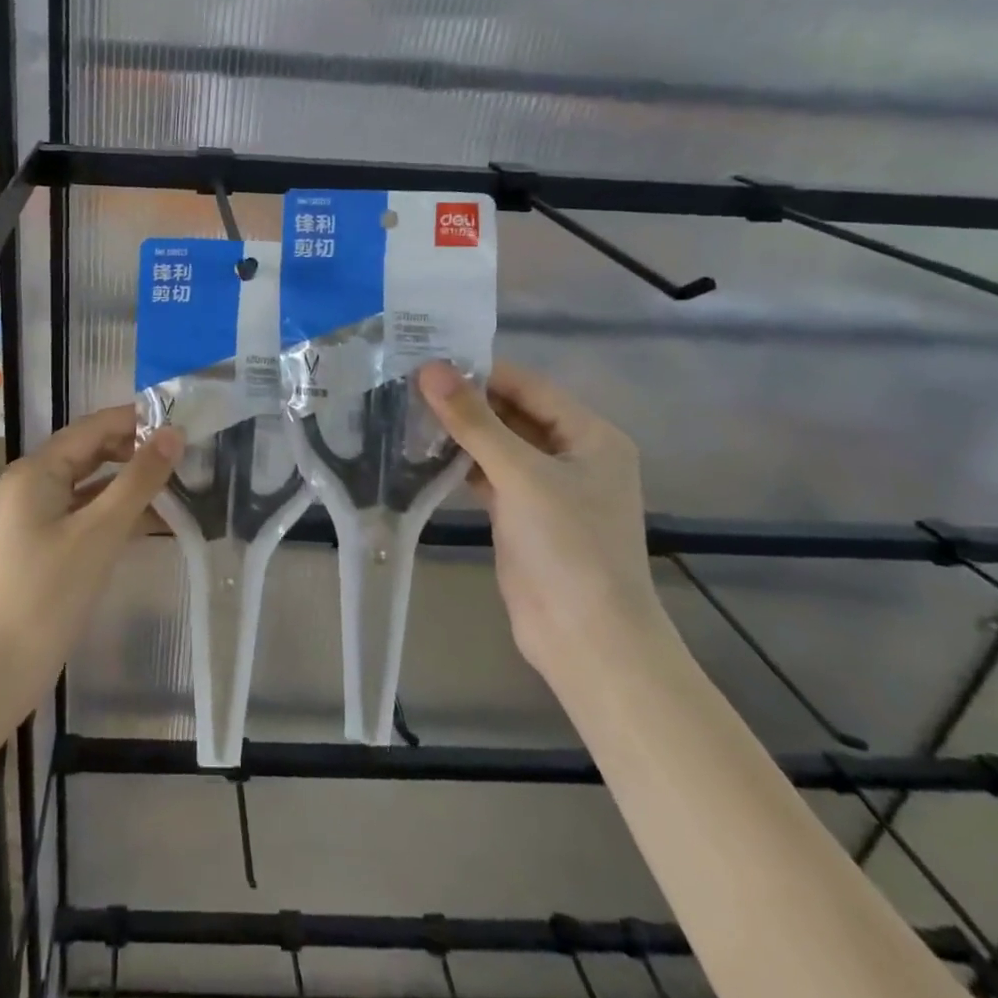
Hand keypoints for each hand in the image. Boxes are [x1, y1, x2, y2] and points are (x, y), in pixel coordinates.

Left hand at [0, 406, 181, 674]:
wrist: (4, 665)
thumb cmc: (50, 590)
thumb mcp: (101, 530)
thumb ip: (139, 479)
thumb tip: (174, 434)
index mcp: (38, 469)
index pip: (94, 427)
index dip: (136, 420)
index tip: (181, 421)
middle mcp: (35, 482)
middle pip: (93, 451)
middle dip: (136, 450)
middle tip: (185, 453)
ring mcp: (39, 514)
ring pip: (93, 483)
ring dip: (131, 482)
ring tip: (179, 481)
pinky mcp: (48, 542)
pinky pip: (89, 512)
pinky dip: (119, 512)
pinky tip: (156, 519)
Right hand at [416, 359, 665, 676]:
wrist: (586, 640)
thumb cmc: (568, 546)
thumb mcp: (521, 475)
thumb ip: (474, 421)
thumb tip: (430, 369)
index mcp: (591, 436)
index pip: (529, 386)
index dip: (480, 371)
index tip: (428, 358)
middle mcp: (572, 455)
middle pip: (512, 413)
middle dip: (465, 400)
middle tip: (407, 383)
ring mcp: (546, 487)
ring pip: (496, 444)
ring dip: (458, 431)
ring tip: (406, 410)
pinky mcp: (521, 514)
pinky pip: (487, 475)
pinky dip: (459, 463)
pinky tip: (421, 452)